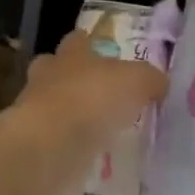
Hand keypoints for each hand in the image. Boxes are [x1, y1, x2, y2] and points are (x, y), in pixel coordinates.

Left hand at [16, 28, 169, 153]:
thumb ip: (150, 79)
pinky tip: (90, 155)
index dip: (91, 44)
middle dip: (74, 77)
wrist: (49, 145)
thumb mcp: (136, 81)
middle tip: (101, 92)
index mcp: (71, 53)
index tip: (106, 54)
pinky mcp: (35, 143)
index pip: (78, 40)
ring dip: (72, 113)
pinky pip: (56, 138)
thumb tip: (159, 83)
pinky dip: (70, 144)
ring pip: (54, 104)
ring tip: (99, 128)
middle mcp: (49, 76)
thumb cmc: (92, 99)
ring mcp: (37, 110)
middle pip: (58, 69)